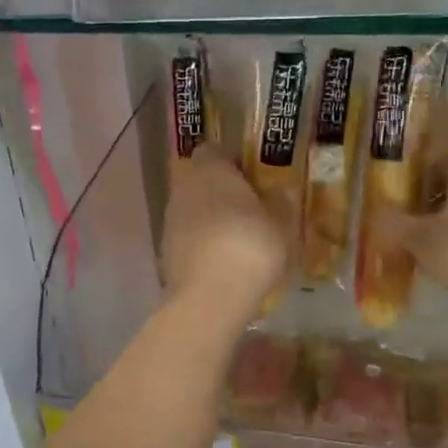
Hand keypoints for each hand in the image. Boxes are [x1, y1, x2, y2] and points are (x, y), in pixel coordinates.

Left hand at [161, 145, 286, 322]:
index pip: (214, 150)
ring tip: (239, 239)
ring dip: (211, 218)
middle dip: (221, 190)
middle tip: (250, 208)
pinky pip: (189, 237)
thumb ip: (280, 202)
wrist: (209, 297)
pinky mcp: (166, 251)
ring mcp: (170, 220)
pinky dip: (203, 243)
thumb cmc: (250, 246)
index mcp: (210, 169)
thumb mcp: (281, 223)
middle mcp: (184, 187)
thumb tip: (278, 192)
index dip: (233, 160)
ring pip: (193, 209)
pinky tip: (224, 262)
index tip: (253, 177)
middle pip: (200, 179)